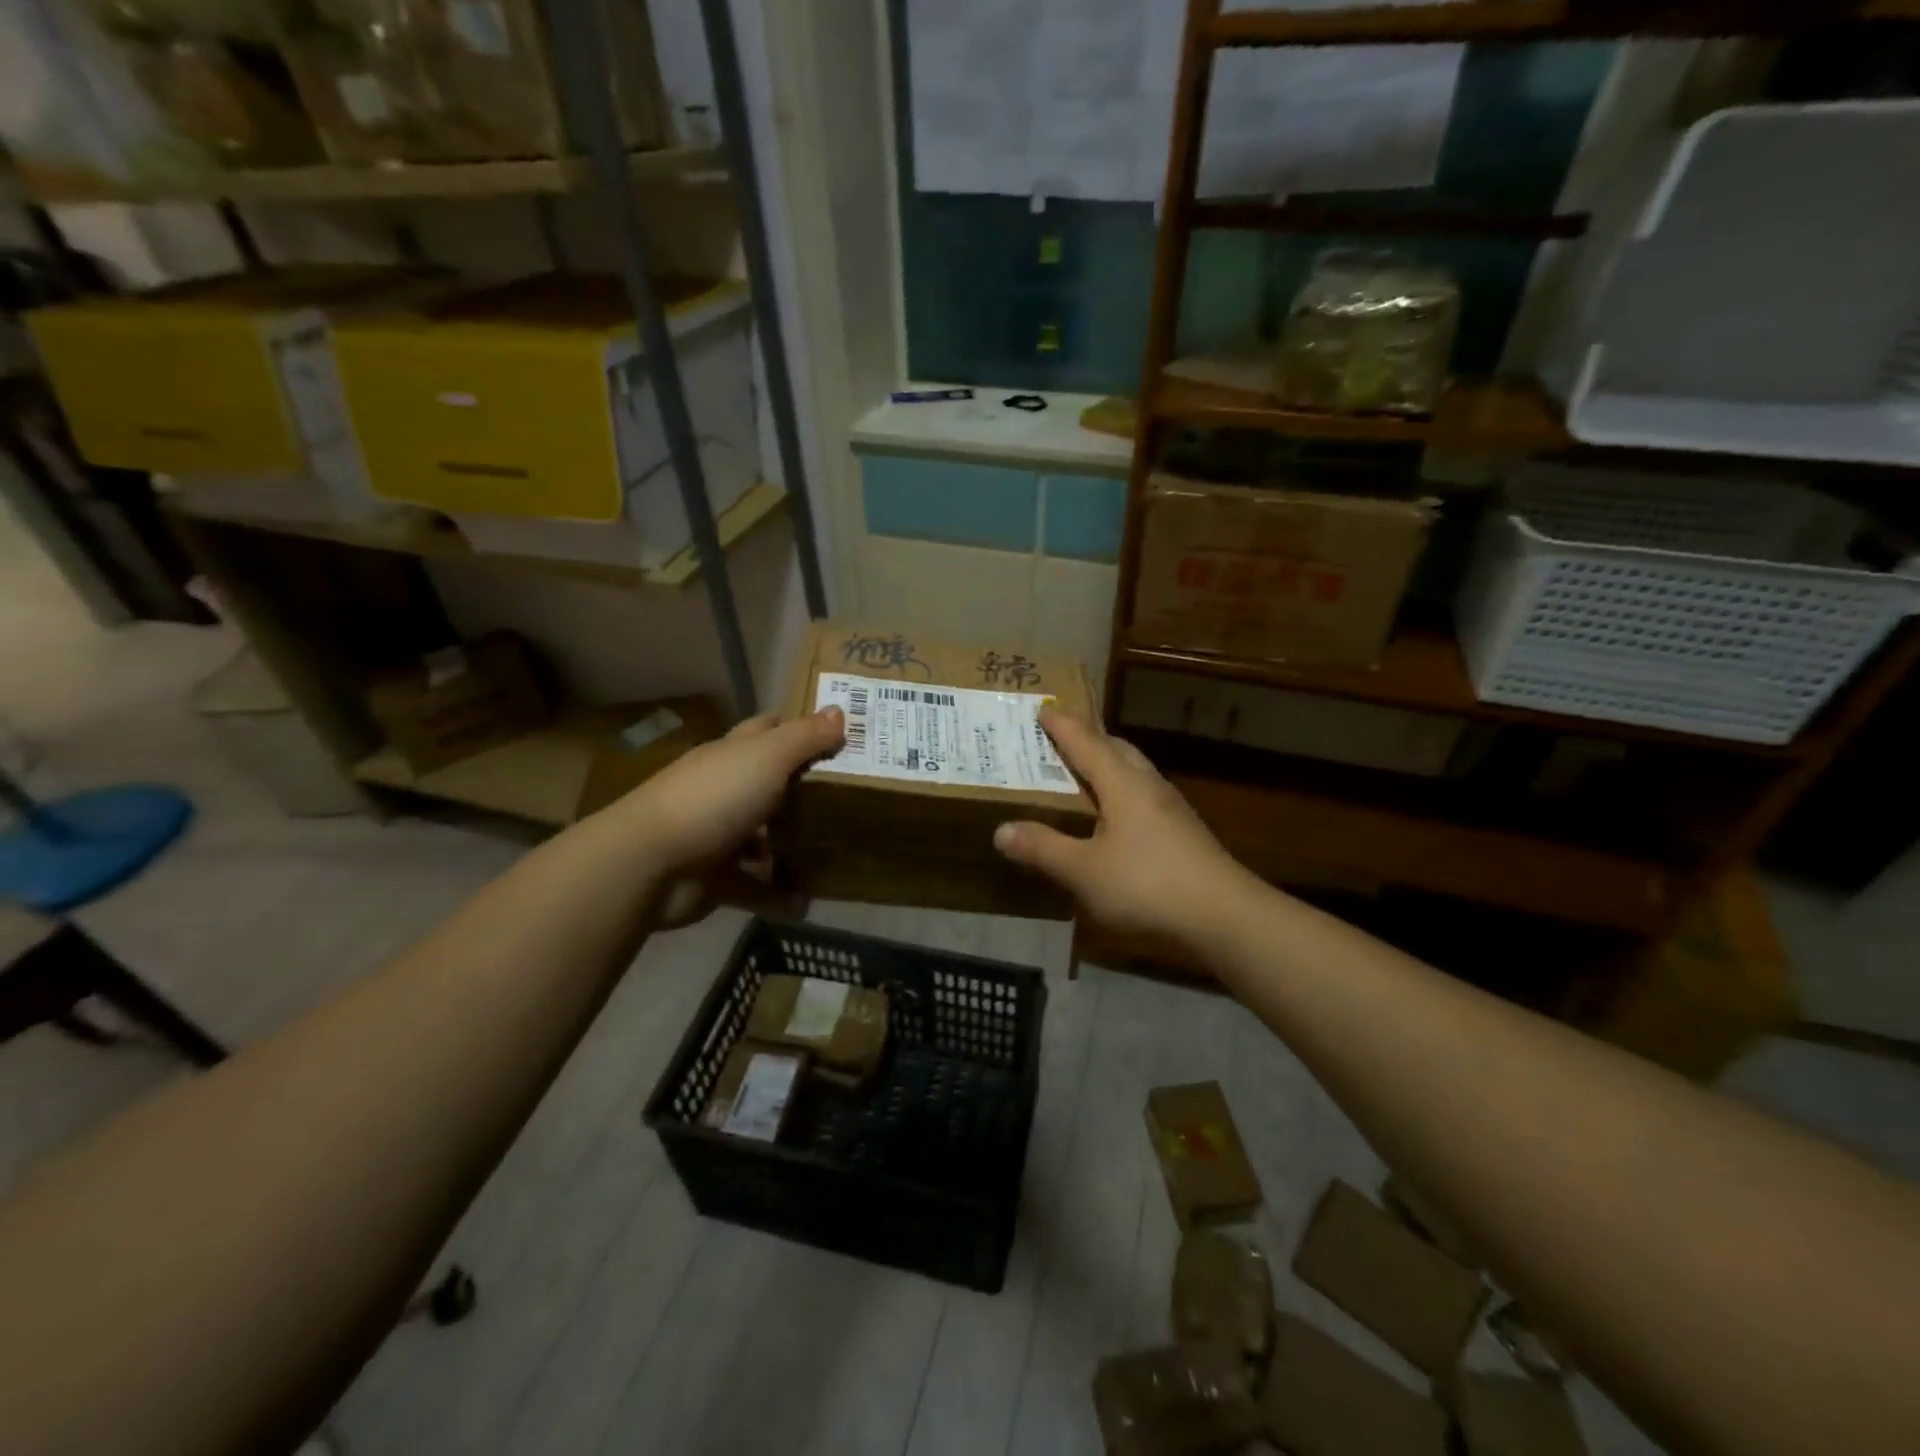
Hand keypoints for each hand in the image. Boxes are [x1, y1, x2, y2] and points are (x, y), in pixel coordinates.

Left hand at [611, 707, 843, 927]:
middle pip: (771, 783)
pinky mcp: (716, 878)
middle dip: (807, 788)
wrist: (649, 864)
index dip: (800, 727)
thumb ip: (804, 738)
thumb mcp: (767, 758)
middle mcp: (725, 790)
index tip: (841, 734)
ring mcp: (719, 835)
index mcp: (733, 755)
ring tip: (838, 850)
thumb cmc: (713, 799)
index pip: (768, 729)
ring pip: (765, 837)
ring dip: (795, 845)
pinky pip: (756, 887)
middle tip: (855, 796)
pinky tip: (808, 902)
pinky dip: (779, 895)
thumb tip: (840, 711)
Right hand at [993, 709, 1259, 963]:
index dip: (1062, 726)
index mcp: (1123, 784)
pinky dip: (1121, 791)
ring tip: (1084, 773)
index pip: (1086, 743)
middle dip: (1088, 737)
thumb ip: (1043, 848)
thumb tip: (1000, 830)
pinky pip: (1143, 795)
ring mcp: (1171, 809)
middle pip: (1117, 749)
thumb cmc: (1147, 885)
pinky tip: (1114, 816)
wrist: (1224, 916)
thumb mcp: (1084, 871)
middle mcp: (1148, 786)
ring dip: (1108, 763)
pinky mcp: (1183, 832)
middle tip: (1060, 738)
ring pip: (1134, 771)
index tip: (1043, 709)